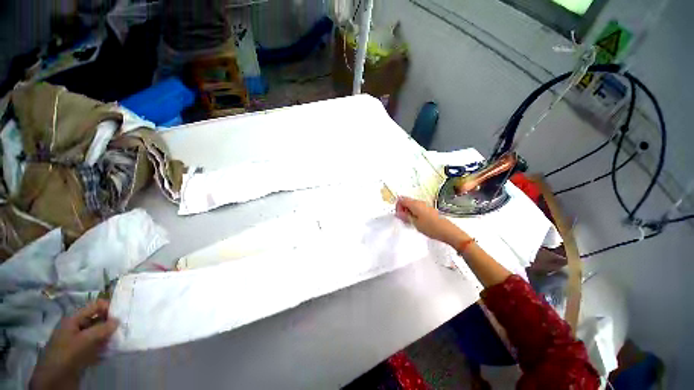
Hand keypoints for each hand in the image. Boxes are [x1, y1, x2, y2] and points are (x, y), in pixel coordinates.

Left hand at [30, 300, 117, 389]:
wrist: (53, 380)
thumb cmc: (66, 355)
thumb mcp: (84, 341)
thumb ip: (101, 330)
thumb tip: (118, 320)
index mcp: (73, 319)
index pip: (94, 306)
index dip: (108, 307)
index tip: (123, 314)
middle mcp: (75, 327)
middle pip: (96, 320)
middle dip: (110, 323)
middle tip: (124, 328)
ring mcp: (77, 341)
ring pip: (97, 334)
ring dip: (107, 336)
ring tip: (118, 340)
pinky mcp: (80, 352)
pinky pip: (95, 346)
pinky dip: (103, 347)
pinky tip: (110, 352)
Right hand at [395, 196, 467, 245]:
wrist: (447, 231)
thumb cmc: (431, 227)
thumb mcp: (414, 223)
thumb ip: (405, 216)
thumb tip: (398, 213)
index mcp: (415, 204)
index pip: (401, 199)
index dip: (398, 206)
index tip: (399, 215)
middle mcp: (420, 202)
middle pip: (406, 201)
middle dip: (402, 209)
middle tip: (404, 219)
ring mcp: (425, 205)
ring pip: (412, 205)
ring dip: (408, 212)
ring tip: (411, 222)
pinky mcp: (429, 210)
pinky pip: (418, 208)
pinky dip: (414, 213)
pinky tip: (417, 222)